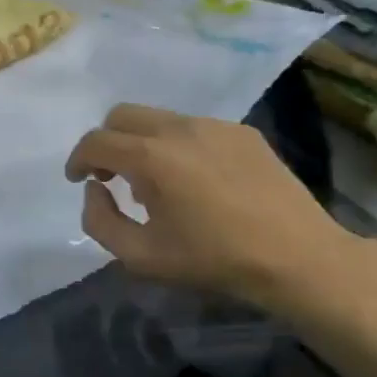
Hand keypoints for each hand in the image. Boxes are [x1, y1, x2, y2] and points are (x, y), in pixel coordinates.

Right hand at [64, 104, 362, 315]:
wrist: (298, 258)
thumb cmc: (214, 260)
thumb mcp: (141, 256)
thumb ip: (100, 219)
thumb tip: (95, 188)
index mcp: (151, 157)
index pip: (96, 141)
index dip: (78, 159)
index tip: (78, 180)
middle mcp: (179, 128)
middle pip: (122, 115)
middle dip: (106, 142)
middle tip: (111, 176)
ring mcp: (214, 125)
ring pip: (159, 118)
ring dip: (142, 143)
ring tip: (157, 182)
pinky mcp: (242, 132)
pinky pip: (194, 128)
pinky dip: (178, 146)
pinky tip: (196, 181)